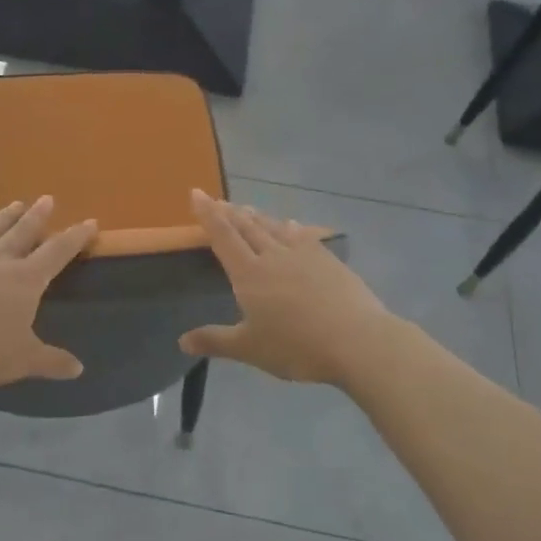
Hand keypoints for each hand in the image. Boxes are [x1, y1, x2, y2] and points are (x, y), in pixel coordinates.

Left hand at [0, 197, 97, 391]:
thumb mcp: (23, 361)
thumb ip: (52, 361)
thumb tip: (79, 369)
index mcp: (26, 280)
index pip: (58, 252)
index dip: (76, 236)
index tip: (90, 222)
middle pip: (24, 231)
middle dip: (39, 215)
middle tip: (48, 198)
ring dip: (5, 216)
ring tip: (16, 203)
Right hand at [180, 190, 392, 386]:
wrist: (357, 341)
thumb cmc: (296, 346)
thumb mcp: (250, 348)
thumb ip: (215, 341)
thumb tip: (182, 342)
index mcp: (248, 273)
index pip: (223, 236)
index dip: (208, 214)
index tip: (197, 192)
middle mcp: (272, 256)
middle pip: (247, 227)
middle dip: (230, 212)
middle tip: (218, 201)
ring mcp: (304, 255)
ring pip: (274, 227)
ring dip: (257, 216)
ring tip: (246, 208)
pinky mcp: (328, 260)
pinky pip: (303, 235)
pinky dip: (291, 227)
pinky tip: (291, 224)